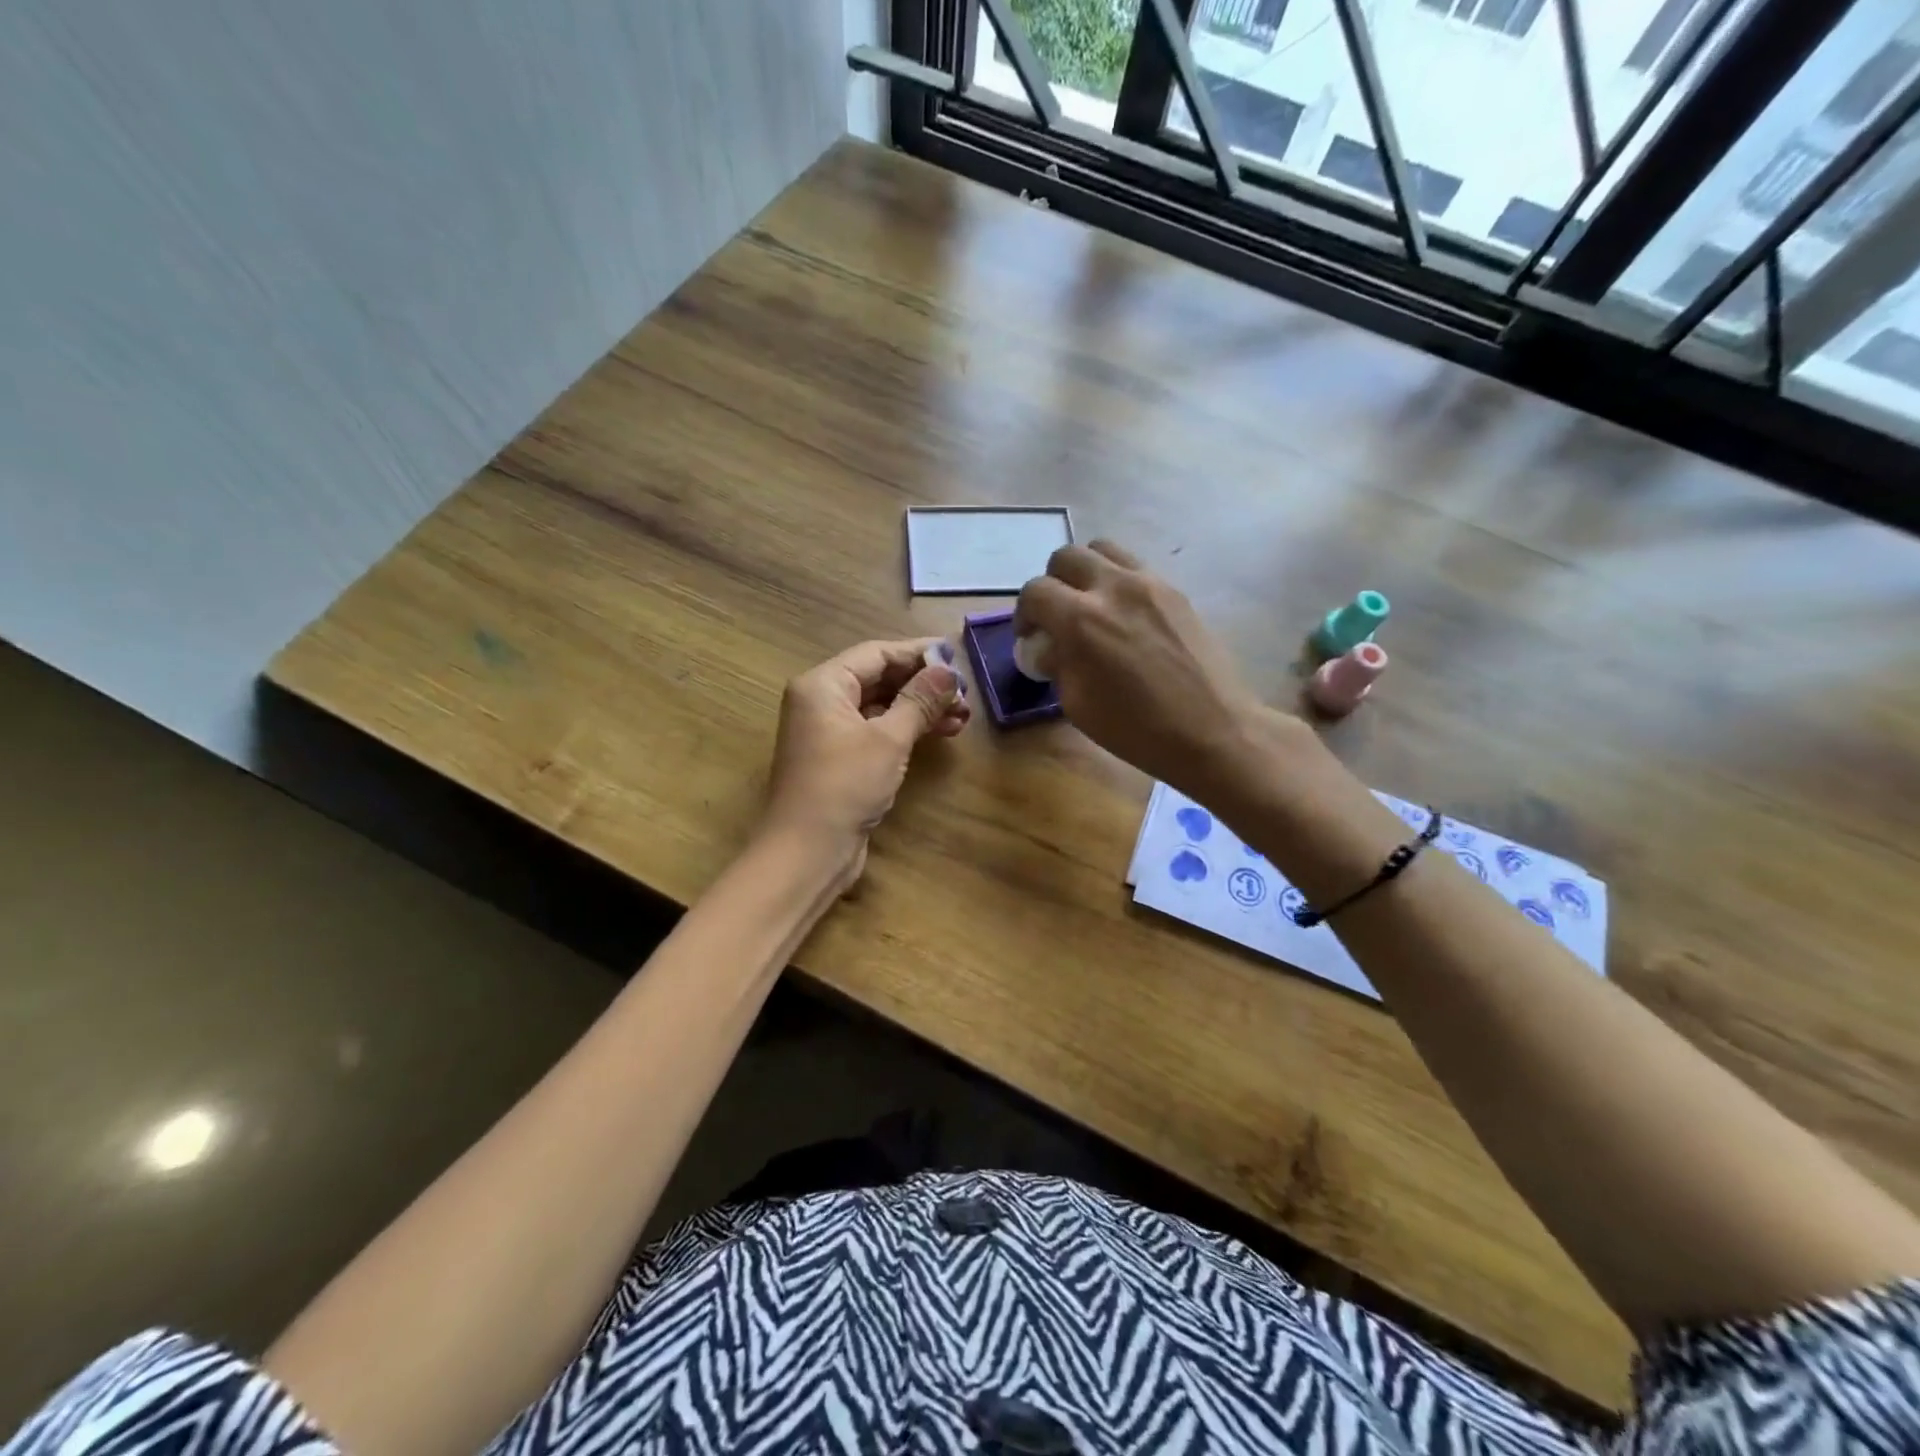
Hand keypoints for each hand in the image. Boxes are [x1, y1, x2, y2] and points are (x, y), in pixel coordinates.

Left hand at [760, 638, 968, 879]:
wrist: (808, 852)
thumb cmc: (844, 786)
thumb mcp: (888, 739)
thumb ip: (920, 700)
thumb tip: (948, 671)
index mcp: (823, 685)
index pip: (876, 653)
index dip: (918, 653)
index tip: (957, 656)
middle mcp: (822, 701)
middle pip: (879, 678)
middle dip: (923, 684)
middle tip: (965, 694)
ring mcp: (830, 731)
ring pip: (882, 706)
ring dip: (921, 708)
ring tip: (962, 717)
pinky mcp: (841, 758)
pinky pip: (878, 730)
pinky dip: (907, 729)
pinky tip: (941, 733)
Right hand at [1015, 541, 1265, 795]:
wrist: (1213, 730)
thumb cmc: (1137, 729)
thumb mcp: (1077, 705)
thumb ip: (1057, 663)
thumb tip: (1050, 645)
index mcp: (1081, 620)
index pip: (1035, 592)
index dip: (1024, 614)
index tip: (1030, 636)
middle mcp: (1113, 588)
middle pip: (1066, 557)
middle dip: (1052, 583)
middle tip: (1056, 615)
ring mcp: (1149, 583)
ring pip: (1103, 549)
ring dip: (1086, 571)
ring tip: (1090, 604)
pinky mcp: (1175, 591)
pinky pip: (1135, 568)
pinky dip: (1118, 580)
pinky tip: (1124, 615)